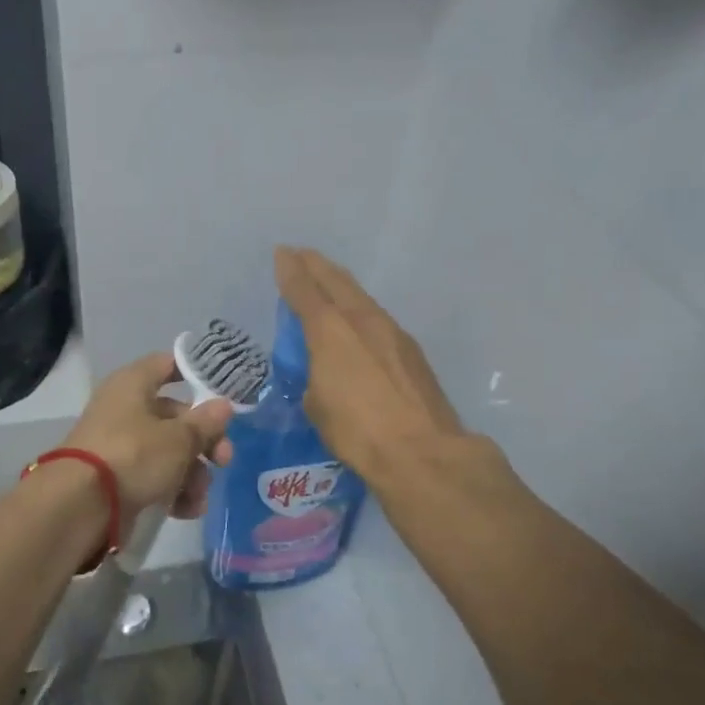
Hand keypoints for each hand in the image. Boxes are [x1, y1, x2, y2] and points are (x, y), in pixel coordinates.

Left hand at [62, 354, 233, 525]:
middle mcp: (124, 409)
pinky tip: (185, 511)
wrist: (79, 506)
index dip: (195, 374)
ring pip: (166, 451)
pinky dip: (170, 491)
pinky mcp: (115, 477)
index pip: (167, 365)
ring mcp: (118, 445)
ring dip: (190, 474)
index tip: (220, 395)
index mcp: (133, 384)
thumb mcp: (178, 439)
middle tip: (223, 460)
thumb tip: (223, 406)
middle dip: (203, 441)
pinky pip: (151, 477)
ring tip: (198, 498)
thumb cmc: (133, 455)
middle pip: (174, 416)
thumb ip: (205, 423)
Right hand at [275, 246, 465, 484]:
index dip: (290, 270)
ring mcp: (392, 332)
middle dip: (316, 265)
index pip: (304, 290)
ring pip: (361, 296)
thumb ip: (314, 378)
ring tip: (328, 283)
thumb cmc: (357, 431)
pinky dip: (360, 310)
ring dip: (341, 286)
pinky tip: (358, 322)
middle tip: (302, 255)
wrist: (422, 451)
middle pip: (336, 281)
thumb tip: (321, 374)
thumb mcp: (317, 406)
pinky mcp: (411, 350)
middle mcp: (362, 320)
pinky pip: (377, 318)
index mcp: (330, 331)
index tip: (282, 253)